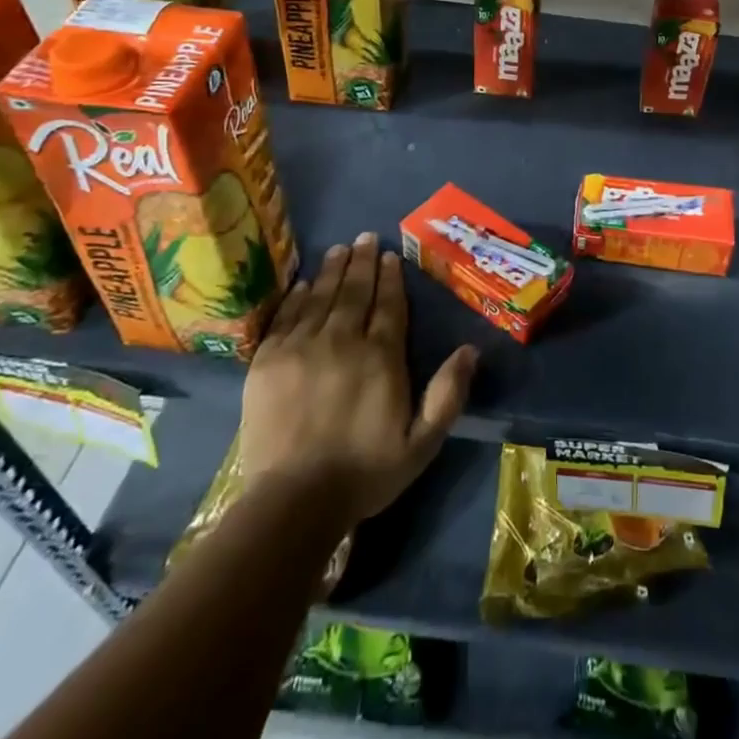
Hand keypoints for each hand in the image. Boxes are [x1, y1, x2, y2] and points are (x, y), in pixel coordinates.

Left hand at [240, 233, 476, 525]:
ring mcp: (301, 348)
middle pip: (355, 292)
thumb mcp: (423, 442)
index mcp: (381, 357)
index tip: (391, 255)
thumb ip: (448, 394)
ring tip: (341, 249)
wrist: (293, 502)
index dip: (391, 278)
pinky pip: (286, 317)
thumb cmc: (365, 473)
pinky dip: (298, 295)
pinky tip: (305, 283)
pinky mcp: (267, 361)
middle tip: (366, 237)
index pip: (389, 305)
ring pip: (321, 297)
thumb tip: (471, 349)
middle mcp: (342, 341)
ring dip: (333, 270)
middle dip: (363, 262)